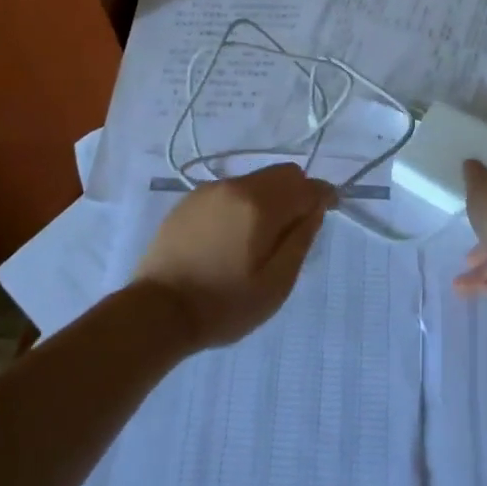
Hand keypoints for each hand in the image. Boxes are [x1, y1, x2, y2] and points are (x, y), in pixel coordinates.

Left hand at [133, 164, 334, 349]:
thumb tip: (315, 208)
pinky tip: (234, 236)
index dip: (324, 195)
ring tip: (263, 237)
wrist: (157, 311)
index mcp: (260, 204)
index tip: (329, 211)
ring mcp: (209, 190)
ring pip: (255, 181)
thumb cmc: (223, 304)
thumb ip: (301, 240)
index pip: (306, 185)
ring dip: (270, 198)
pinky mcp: (189, 201)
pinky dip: (244, 204)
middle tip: (296, 228)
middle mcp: (236, 186)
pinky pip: (231, 191)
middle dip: (298, 193)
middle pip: (281, 174)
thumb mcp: (276, 283)